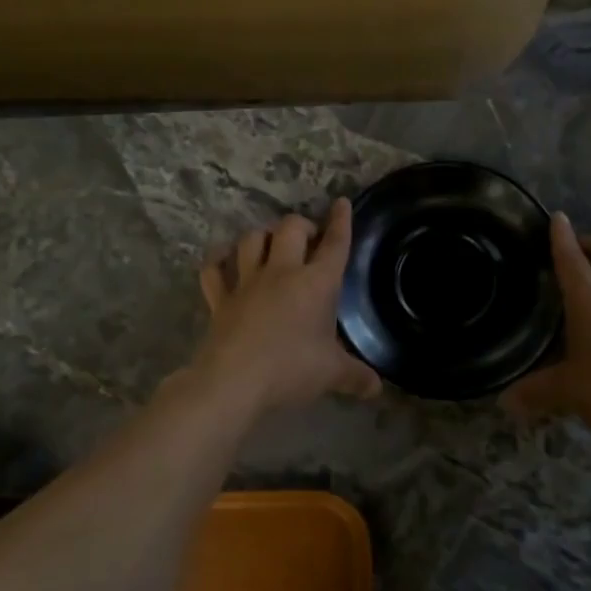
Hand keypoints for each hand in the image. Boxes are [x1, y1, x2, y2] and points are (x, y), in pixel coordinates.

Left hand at [190, 198, 382, 413]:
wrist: (234, 381)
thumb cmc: (291, 370)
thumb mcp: (331, 374)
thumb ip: (356, 376)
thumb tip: (376, 388)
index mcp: (316, 283)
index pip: (334, 245)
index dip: (340, 222)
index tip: (341, 203)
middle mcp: (281, 272)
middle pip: (290, 228)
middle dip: (302, 225)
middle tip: (308, 238)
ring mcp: (246, 282)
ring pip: (251, 240)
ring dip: (262, 236)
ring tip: (269, 244)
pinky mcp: (220, 299)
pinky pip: (214, 269)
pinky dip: (218, 260)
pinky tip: (223, 258)